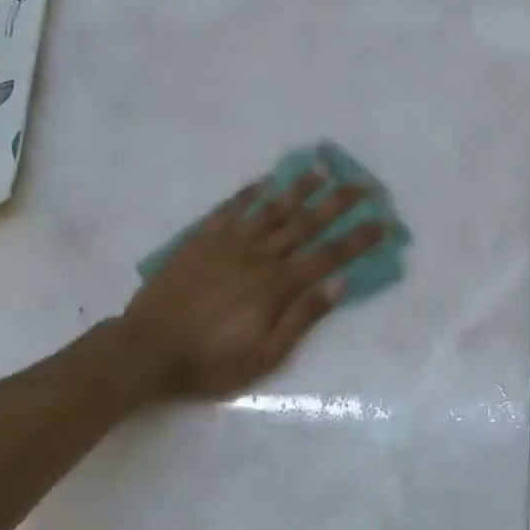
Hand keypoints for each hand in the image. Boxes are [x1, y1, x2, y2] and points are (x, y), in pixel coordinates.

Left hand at [118, 172, 383, 398]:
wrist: (146, 349)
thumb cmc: (210, 361)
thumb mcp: (265, 355)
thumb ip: (303, 317)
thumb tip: (340, 284)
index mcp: (277, 285)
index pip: (328, 255)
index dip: (358, 238)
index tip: (382, 220)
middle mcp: (258, 256)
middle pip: (305, 223)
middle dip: (338, 202)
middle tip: (363, 183)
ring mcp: (227, 244)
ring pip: (270, 209)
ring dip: (298, 188)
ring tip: (321, 168)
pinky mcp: (200, 240)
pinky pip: (229, 209)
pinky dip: (248, 193)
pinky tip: (263, 181)